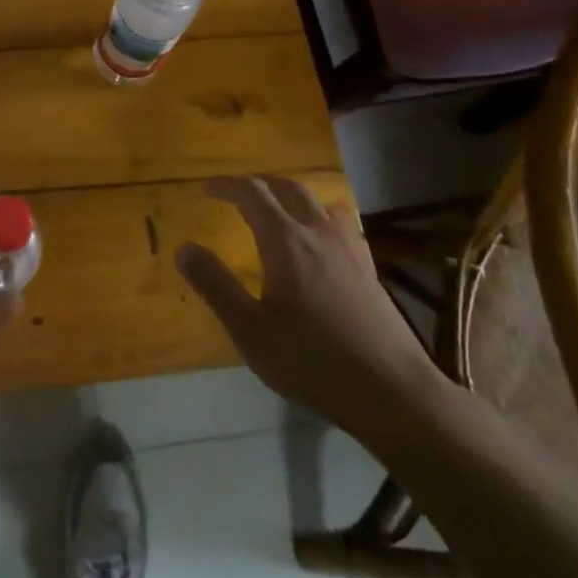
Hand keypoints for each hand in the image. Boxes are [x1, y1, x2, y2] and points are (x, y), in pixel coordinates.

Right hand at [177, 175, 443, 444]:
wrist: (393, 393)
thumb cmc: (312, 361)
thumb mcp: (250, 330)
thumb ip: (215, 285)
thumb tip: (184, 248)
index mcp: (285, 241)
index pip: (252, 194)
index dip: (227, 185)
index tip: (207, 189)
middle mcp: (318, 233)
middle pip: (288, 189)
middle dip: (259, 184)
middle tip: (238, 193)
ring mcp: (350, 250)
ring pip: (318, 203)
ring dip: (292, 197)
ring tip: (277, 211)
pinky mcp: (370, 270)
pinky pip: (340, 225)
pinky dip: (319, 218)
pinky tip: (320, 243)